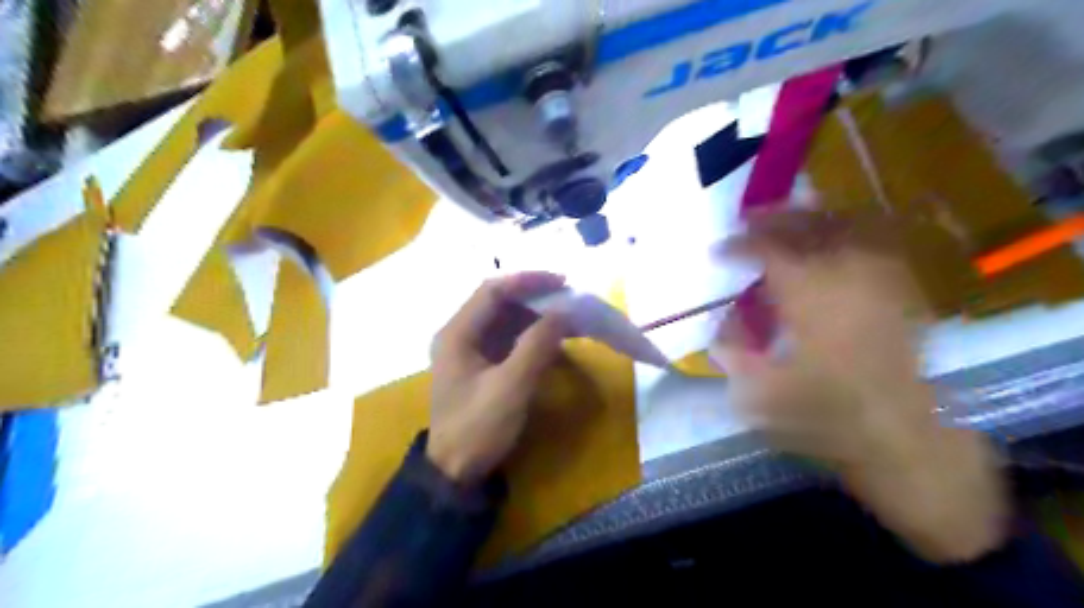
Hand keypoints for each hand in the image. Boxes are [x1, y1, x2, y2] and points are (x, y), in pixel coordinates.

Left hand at [427, 272, 569, 487]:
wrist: (455, 472)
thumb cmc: (477, 428)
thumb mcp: (511, 387)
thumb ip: (537, 345)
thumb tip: (563, 312)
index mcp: (457, 333)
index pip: (493, 291)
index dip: (527, 281)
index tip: (562, 282)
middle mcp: (461, 334)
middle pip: (499, 302)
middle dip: (535, 297)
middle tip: (570, 298)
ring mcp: (471, 349)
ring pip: (506, 319)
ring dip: (536, 315)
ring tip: (569, 315)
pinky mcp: (483, 364)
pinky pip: (509, 338)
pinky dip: (532, 334)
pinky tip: (554, 338)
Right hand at [718, 209, 1011, 564]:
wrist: (904, 440)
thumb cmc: (828, 419)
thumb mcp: (759, 395)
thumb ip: (732, 354)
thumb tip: (718, 329)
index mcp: (810, 300)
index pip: (769, 251)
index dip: (739, 245)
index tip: (718, 251)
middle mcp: (847, 278)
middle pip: (809, 225)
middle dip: (774, 218)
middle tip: (748, 221)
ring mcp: (881, 281)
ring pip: (846, 226)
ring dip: (811, 218)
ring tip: (787, 221)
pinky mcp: (901, 292)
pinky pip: (876, 243)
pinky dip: (849, 232)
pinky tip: (832, 241)